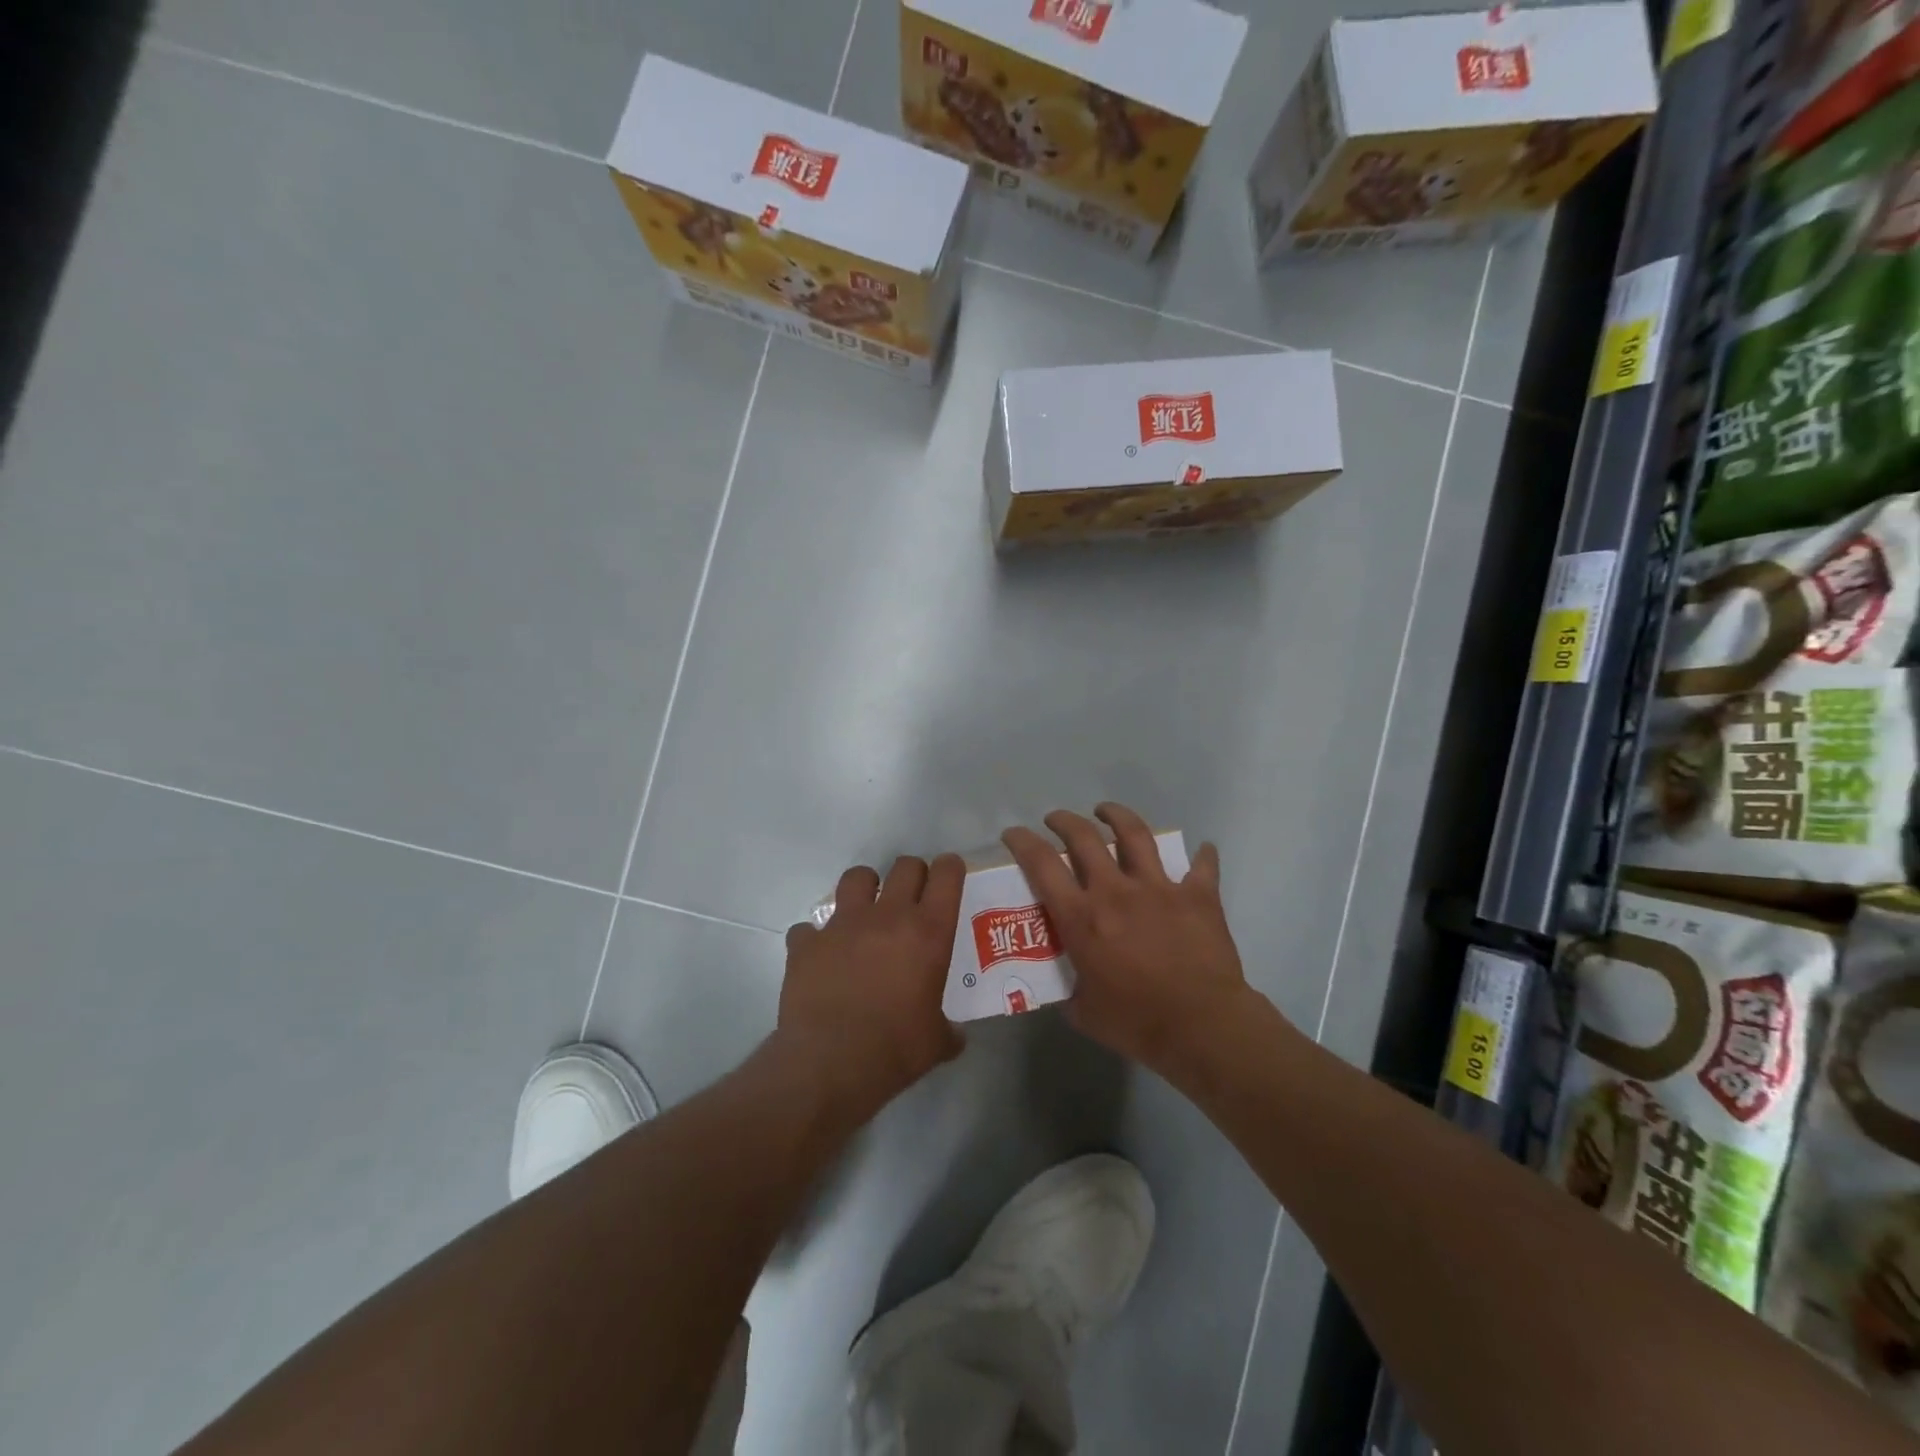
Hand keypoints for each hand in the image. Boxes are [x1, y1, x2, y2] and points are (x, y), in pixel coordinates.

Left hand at [778, 855, 965, 1122]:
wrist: (830, 1064)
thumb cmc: (895, 1050)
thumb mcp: (936, 1042)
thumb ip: (948, 1029)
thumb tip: (954, 1035)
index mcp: (928, 932)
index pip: (946, 875)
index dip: (950, 868)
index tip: (950, 874)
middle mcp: (887, 916)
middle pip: (905, 866)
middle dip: (912, 874)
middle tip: (913, 897)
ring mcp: (842, 924)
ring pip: (856, 877)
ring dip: (865, 888)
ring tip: (865, 912)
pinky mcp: (806, 943)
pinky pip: (809, 928)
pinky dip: (815, 938)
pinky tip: (820, 958)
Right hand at [1003, 804, 1256, 1075]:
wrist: (1201, 1027)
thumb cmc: (1137, 1023)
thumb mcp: (1083, 1012)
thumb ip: (1069, 990)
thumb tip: (1065, 987)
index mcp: (1082, 917)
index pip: (1041, 864)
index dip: (1022, 842)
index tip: (1013, 833)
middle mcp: (1115, 891)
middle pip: (1083, 837)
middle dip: (1064, 821)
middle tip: (1056, 819)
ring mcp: (1159, 888)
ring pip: (1135, 834)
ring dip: (1117, 816)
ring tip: (1107, 811)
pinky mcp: (1197, 896)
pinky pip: (1202, 866)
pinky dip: (1202, 856)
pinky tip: (1203, 850)